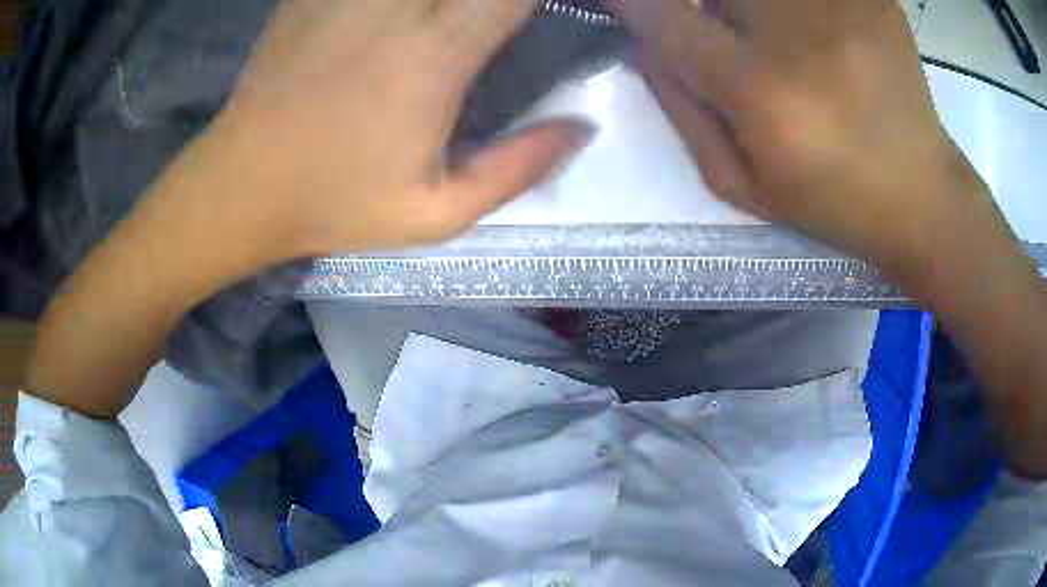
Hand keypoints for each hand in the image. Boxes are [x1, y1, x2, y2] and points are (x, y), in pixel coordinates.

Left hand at [196, 0, 591, 263]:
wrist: (243, 185)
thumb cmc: (335, 202)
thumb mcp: (435, 214)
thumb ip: (517, 170)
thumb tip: (581, 128)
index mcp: (434, 57)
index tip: (532, 14)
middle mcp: (394, 10)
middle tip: (488, 20)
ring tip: (446, 20)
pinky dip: (391, 0)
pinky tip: (392, 17)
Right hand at [606, 0, 1006, 272]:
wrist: (922, 193)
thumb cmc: (832, 200)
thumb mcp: (744, 183)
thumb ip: (682, 110)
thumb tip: (642, 46)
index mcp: (763, 92)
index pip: (665, 18)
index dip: (631, 2)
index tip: (620, 2)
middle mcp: (800, 36)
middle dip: (705, 6)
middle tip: (726, 33)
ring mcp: (843, 7)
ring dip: (750, 7)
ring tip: (780, 43)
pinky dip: (798, 8)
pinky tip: (815, 32)